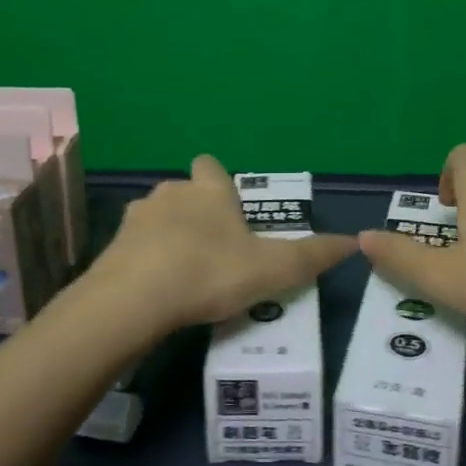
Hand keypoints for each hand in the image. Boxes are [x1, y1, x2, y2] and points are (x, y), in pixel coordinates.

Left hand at [86, 156, 357, 331]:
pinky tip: (156, 290)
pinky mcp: (112, 246)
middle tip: (215, 252)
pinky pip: (134, 246)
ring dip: (168, 237)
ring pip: (156, 218)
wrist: (135, 299)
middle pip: (184, 193)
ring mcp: (136, 218)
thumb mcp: (272, 269)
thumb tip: (353, 241)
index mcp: (208, 191)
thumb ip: (312, 255)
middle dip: (197, 214)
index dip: (219, 184)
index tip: (230, 211)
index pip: (211, 166)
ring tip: (184, 274)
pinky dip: (145, 260)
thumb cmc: (210, 272)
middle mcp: (170, 193)